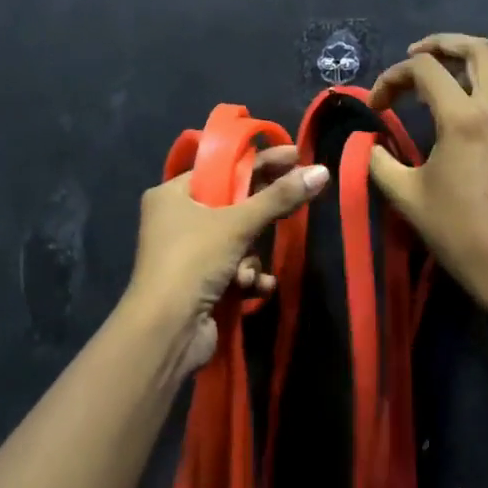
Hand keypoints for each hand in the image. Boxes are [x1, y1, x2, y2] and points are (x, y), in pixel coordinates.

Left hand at [123, 147, 329, 373]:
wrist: (166, 332)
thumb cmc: (194, 261)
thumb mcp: (238, 224)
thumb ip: (280, 197)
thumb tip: (321, 170)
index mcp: (172, 194)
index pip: (221, 168)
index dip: (259, 161)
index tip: (296, 155)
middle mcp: (175, 219)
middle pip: (231, 205)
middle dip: (259, 217)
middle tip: (296, 201)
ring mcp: (186, 254)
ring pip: (236, 241)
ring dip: (250, 258)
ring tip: (247, 272)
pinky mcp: (197, 284)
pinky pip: (232, 268)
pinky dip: (246, 277)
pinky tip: (252, 289)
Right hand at [368, 34, 487, 310]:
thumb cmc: (458, 231)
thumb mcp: (405, 195)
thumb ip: (379, 161)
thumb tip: (370, 145)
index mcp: (465, 118)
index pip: (425, 69)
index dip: (392, 77)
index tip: (376, 105)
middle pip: (478, 49)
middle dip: (442, 44)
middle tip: (414, 56)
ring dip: (464, 67)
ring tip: (435, 86)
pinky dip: (481, 92)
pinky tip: (462, 121)